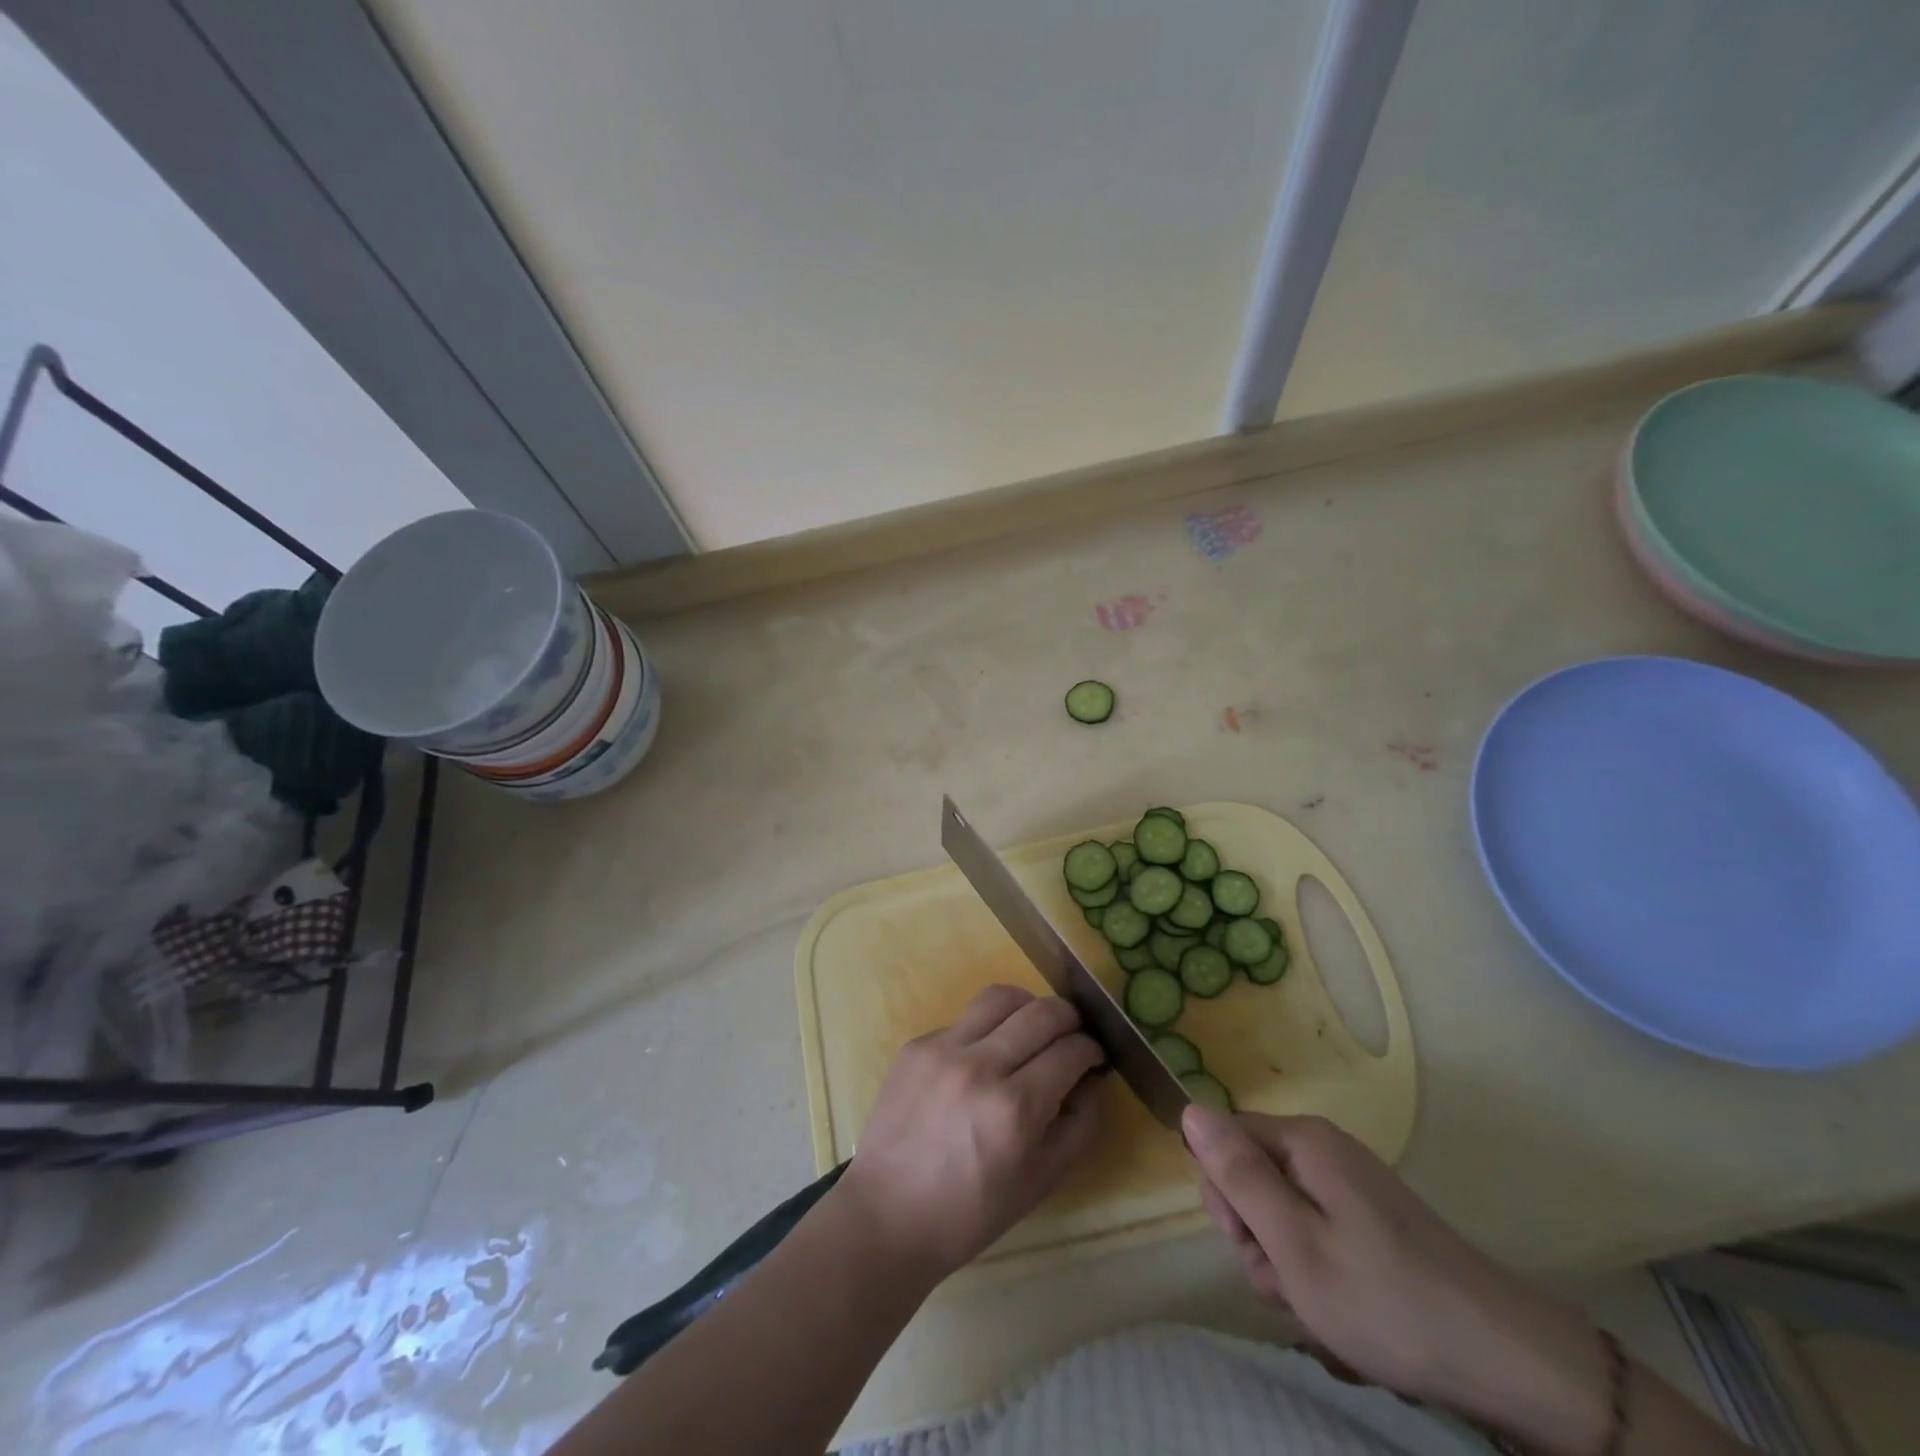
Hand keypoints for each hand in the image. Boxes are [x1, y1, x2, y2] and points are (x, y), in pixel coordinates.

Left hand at [835, 985, 1104, 1280]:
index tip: (1094, 1058)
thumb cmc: (970, 1213)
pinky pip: (965, 1019)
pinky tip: (984, 1058)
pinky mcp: (916, 1045)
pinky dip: (986, 1030)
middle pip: (1042, 1011)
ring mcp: (943, 1049)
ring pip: (1001, 996)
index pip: (1071, 1050)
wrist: (887, 1215)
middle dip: (1069, 1019)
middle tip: (1072, 1037)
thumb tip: (1092, 1078)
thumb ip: (1079, 1124)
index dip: (1092, 1050)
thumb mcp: (1041, 1182)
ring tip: (1032, 1028)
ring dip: (1028, 1006)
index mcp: (1015, 1108)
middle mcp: (980, 1066)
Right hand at [1185, 1108, 1611, 1452]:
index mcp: (1302, 1141)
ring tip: (1322, 1306)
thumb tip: (1189, 1108)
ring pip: (1280, 1213)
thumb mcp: (1293, 1244)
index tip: (1254, 1244)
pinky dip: (1316, 1271)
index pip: (1223, 1141)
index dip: (1225, 1196)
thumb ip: (1237, 1175)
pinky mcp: (1368, 1218)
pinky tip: (1343, 1310)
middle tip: (1291, 1283)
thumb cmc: (1385, 1300)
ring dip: (1286, 1264)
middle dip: (1258, 1237)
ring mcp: (1349, 1184)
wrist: (1506, 1359)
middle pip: (1251, 1177)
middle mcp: (1323, 1149)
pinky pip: (1314, 1231)